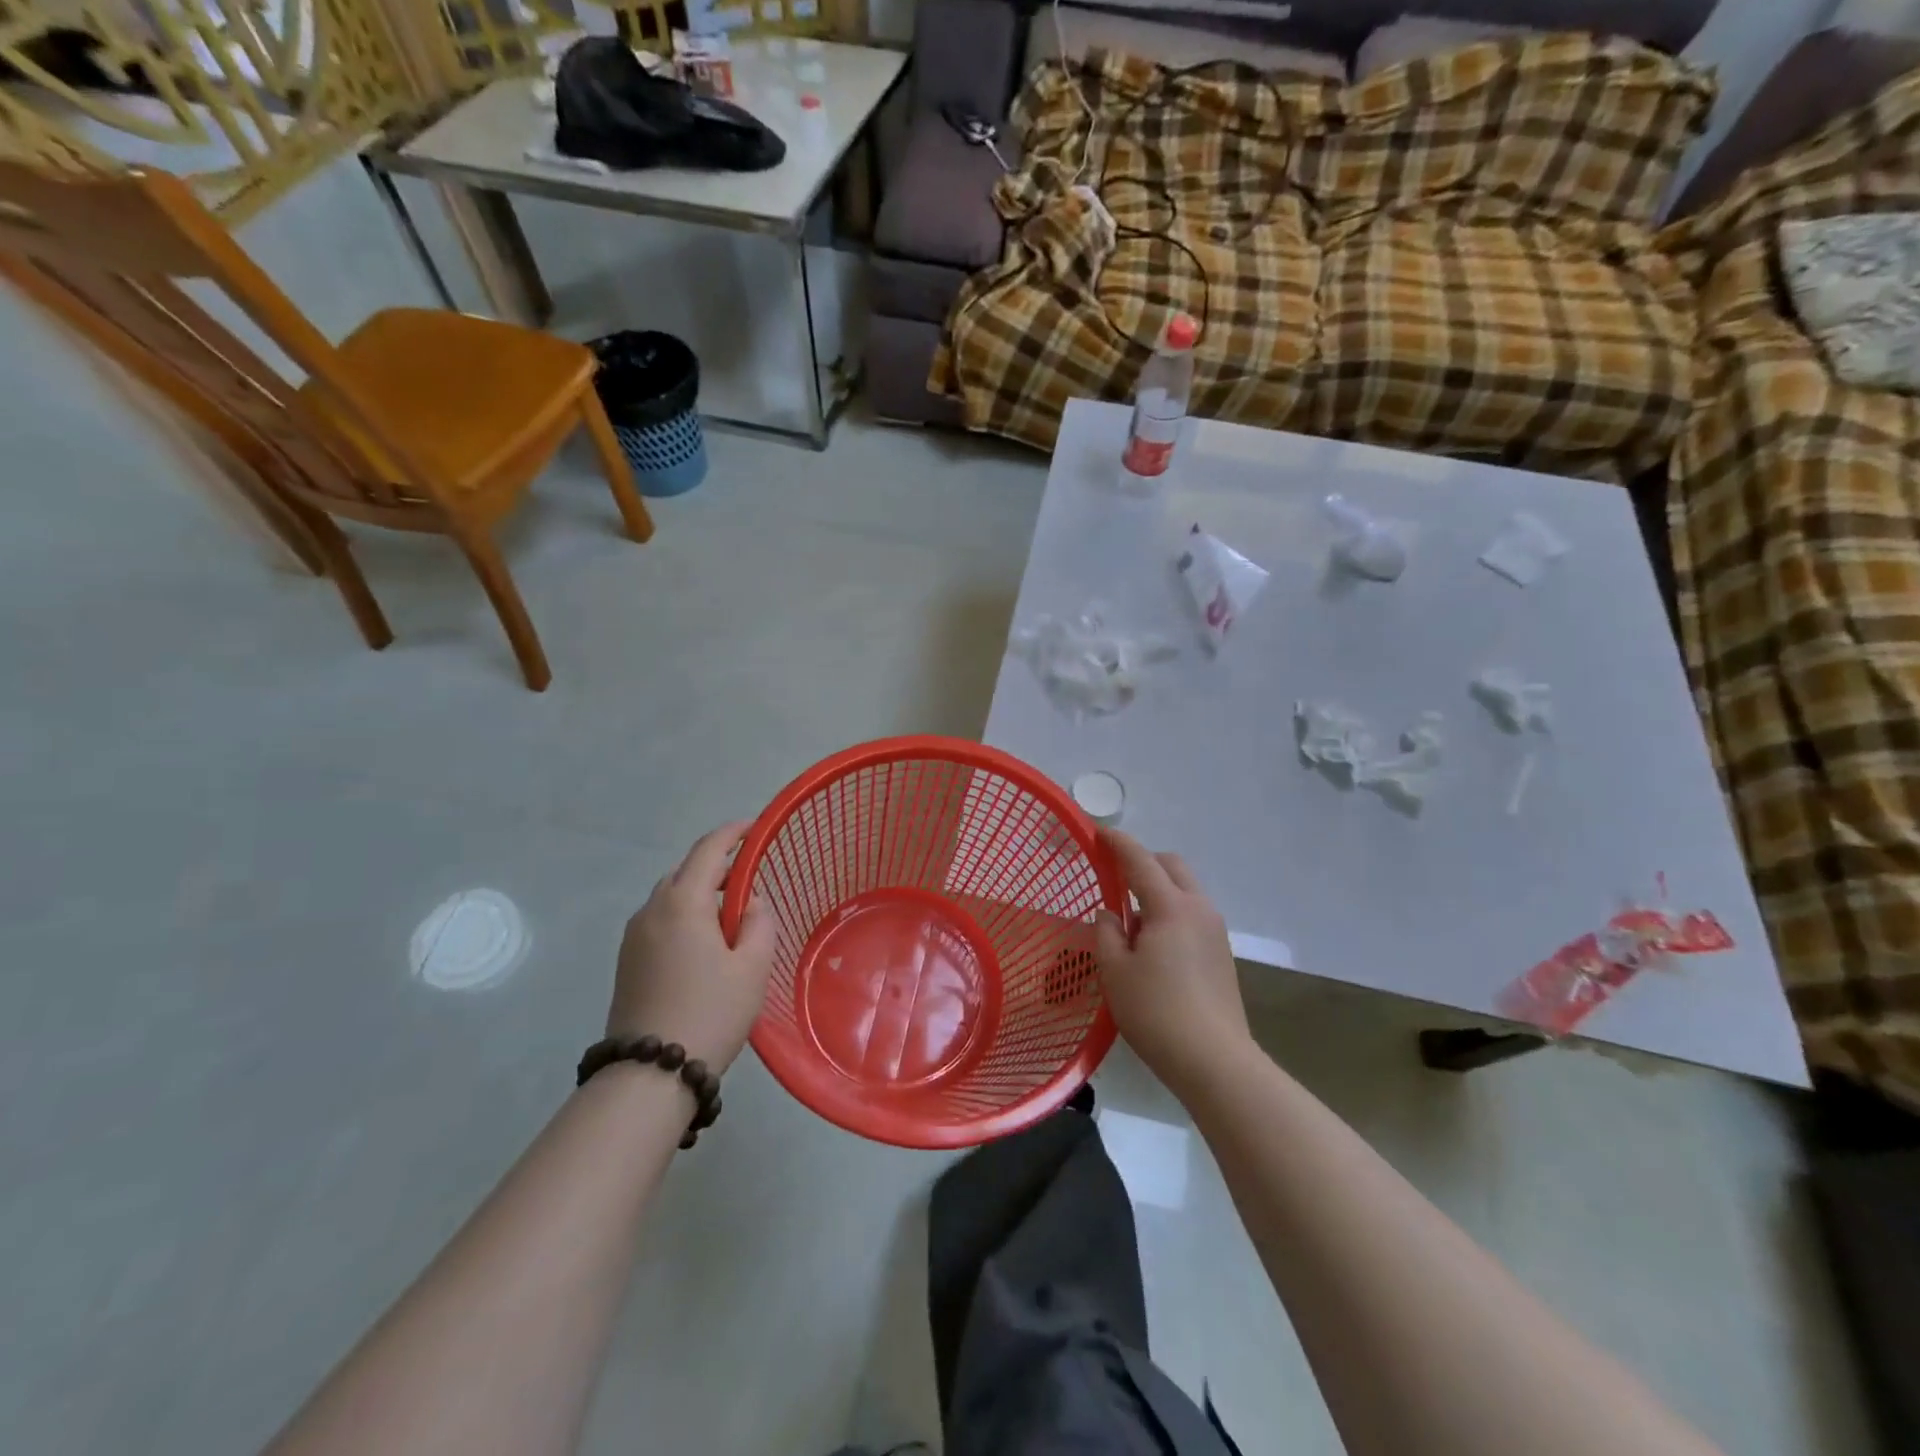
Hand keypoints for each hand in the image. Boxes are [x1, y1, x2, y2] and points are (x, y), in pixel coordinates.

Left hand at [607, 823, 776, 1072]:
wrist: (650, 1074)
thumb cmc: (711, 1012)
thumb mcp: (752, 967)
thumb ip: (759, 922)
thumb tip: (749, 903)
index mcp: (682, 903)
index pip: (708, 850)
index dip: (732, 833)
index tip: (753, 826)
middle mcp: (651, 911)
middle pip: (684, 871)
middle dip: (715, 865)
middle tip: (747, 876)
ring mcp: (633, 936)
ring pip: (669, 896)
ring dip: (698, 892)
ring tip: (728, 914)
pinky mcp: (627, 960)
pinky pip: (659, 920)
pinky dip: (683, 914)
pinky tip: (703, 942)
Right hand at [1093, 829, 1251, 1097]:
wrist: (1215, 1061)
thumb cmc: (1156, 1012)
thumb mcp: (1115, 972)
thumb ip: (1106, 933)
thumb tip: (1110, 914)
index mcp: (1171, 906)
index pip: (1140, 860)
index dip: (1117, 842)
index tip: (1097, 831)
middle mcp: (1199, 908)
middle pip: (1171, 866)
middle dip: (1143, 861)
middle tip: (1114, 875)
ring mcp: (1215, 931)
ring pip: (1185, 890)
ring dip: (1159, 888)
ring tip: (1131, 919)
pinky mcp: (1222, 953)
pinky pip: (1193, 914)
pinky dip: (1171, 911)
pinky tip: (1153, 943)